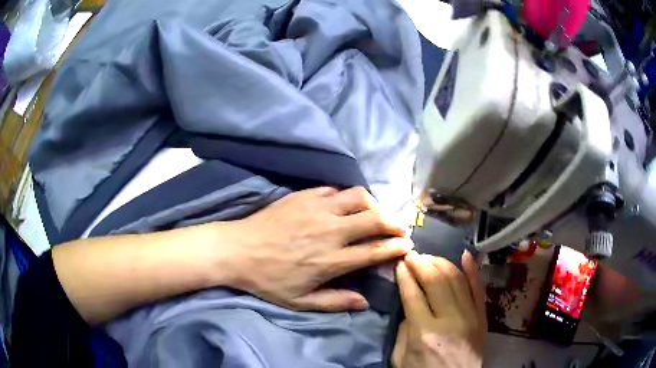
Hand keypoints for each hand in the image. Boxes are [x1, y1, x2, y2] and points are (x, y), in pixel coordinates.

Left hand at [219, 187, 412, 311]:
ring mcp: (317, 209)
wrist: (237, 250)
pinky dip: (345, 197)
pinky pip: (334, 190)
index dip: (396, 246)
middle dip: (394, 222)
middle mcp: (330, 231)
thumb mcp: (300, 301)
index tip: (407, 244)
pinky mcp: (304, 196)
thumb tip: (365, 302)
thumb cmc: (268, 279)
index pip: (375, 250)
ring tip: (374, 213)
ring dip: (373, 204)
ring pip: (358, 196)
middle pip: (374, 219)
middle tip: (399, 226)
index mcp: (331, 260)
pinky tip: (343, 205)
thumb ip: (335, 302)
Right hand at [392, 251, 486, 367]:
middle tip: (412, 255)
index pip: (413, 294)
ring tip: (430, 257)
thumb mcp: (401, 358)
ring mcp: (470, 315)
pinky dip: (473, 269)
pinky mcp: (482, 316)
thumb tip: (409, 304)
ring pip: (457, 279)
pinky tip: (464, 255)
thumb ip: (403, 330)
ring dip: (442, 263)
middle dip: (421, 263)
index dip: (404, 275)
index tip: (400, 263)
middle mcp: (449, 319)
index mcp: (424, 333)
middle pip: (436, 280)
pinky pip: (478, 288)